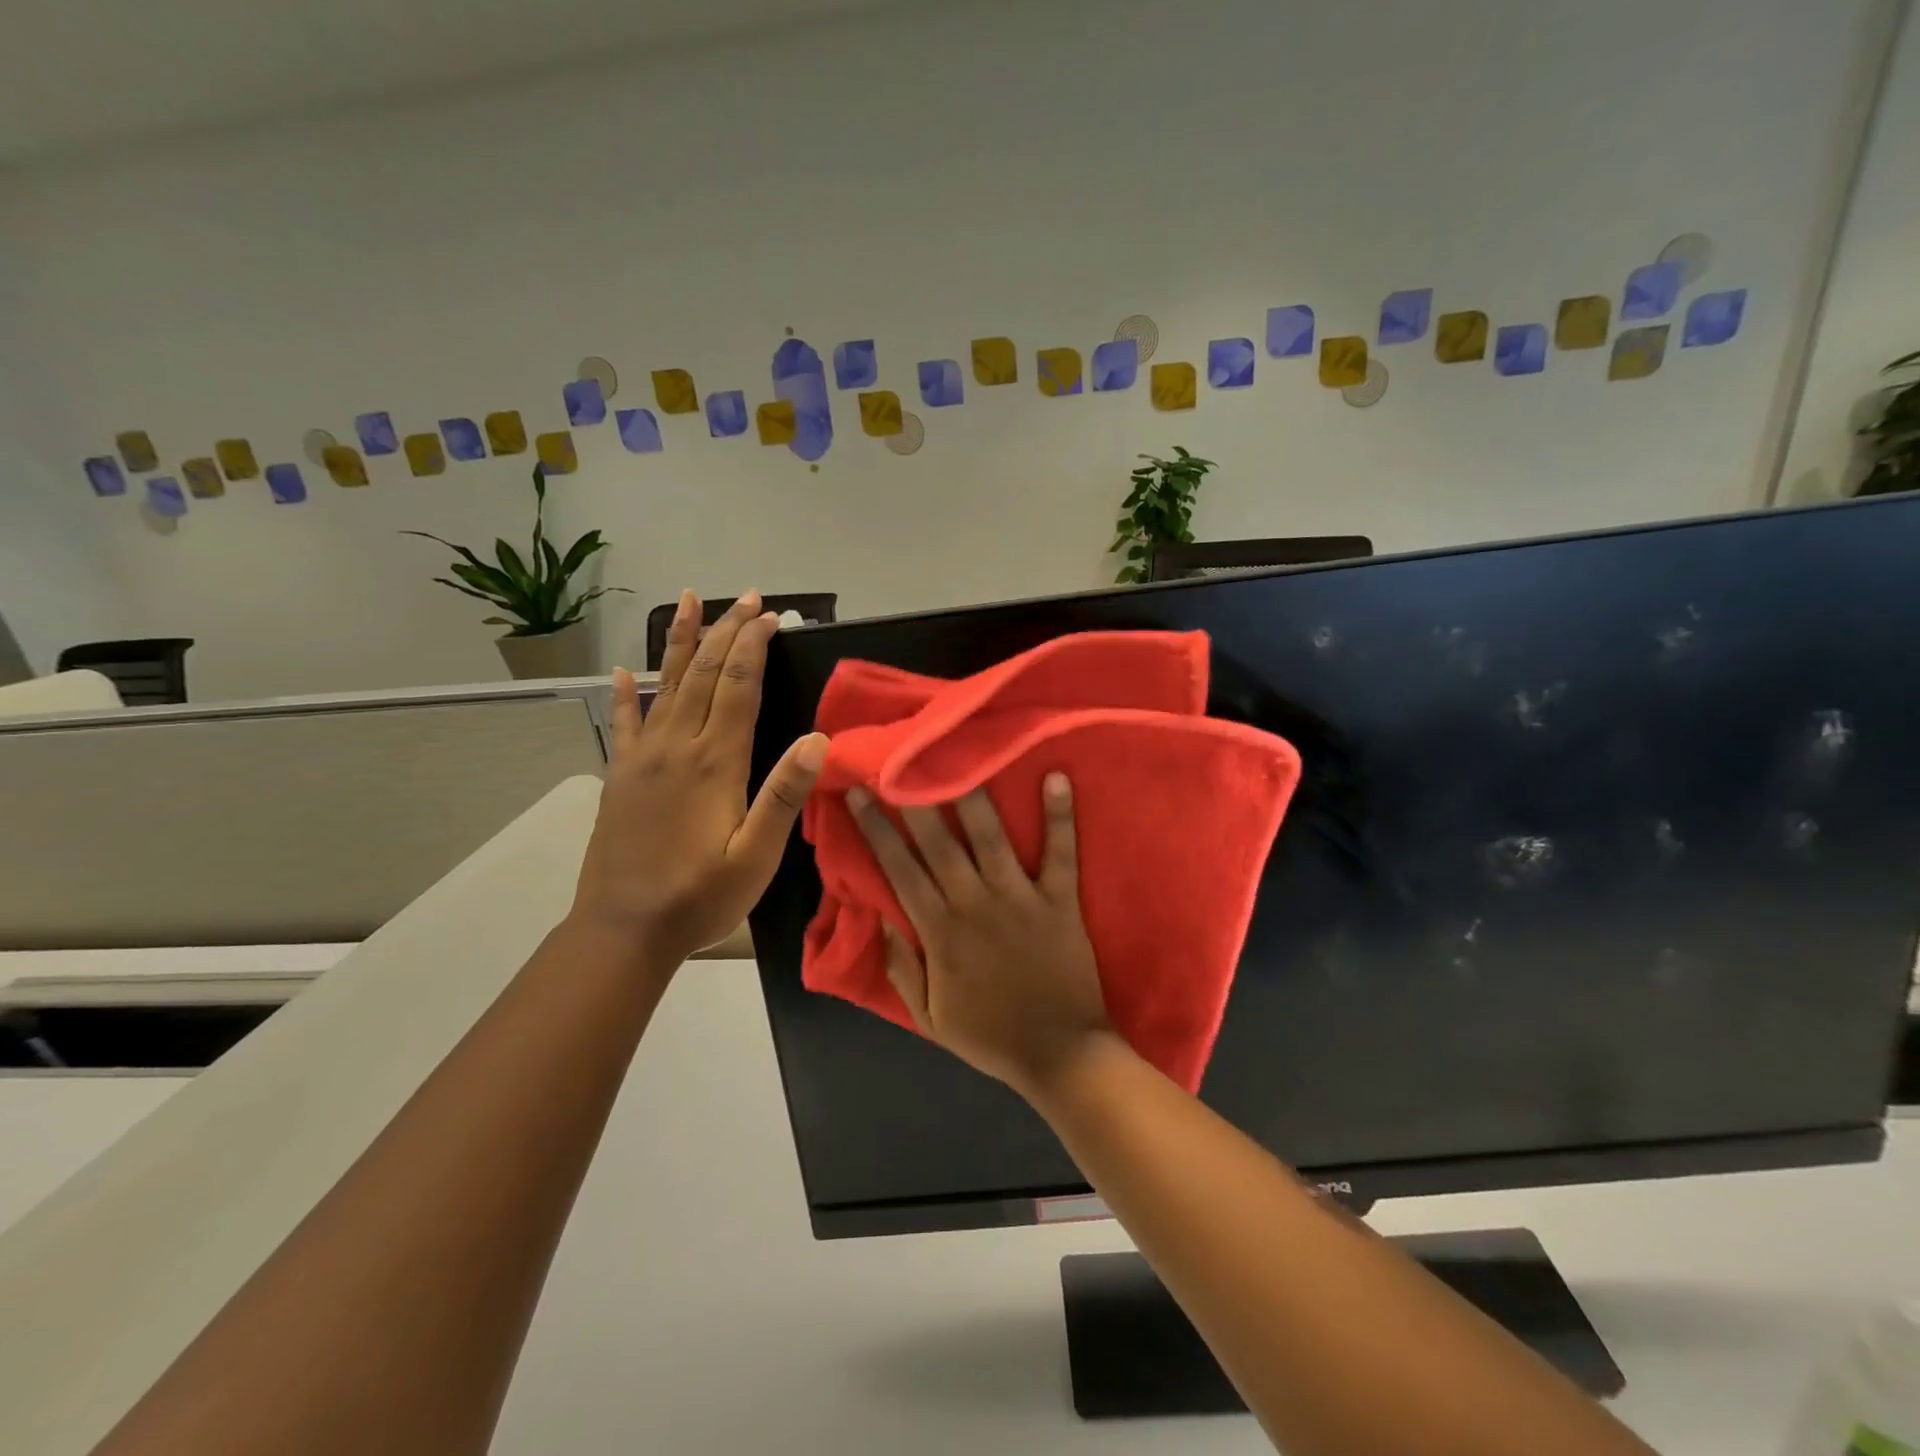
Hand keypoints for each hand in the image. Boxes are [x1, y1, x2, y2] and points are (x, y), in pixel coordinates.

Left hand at [571, 590, 827, 968]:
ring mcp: (642, 759)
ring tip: (687, 601)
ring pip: (665, 685)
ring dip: (680, 641)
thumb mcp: (756, 856)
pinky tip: (622, 673)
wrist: (624, 930)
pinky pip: (624, 723)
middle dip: (726, 631)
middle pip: (703, 674)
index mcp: (714, 762)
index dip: (753, 646)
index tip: (770, 616)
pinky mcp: (620, 777)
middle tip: (746, 598)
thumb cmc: (700, 896)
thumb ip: (784, 795)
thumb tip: (817, 740)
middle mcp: (676, 748)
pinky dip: (626, 694)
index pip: (738, 687)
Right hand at [847, 775, 1116, 1097]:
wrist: (1061, 1055)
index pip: (899, 871)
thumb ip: (902, 968)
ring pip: (991, 838)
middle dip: (913, 800)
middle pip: (938, 844)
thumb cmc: (991, 1036)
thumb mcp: (930, 1017)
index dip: (876, 830)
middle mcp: (974, 904)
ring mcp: (1020, 898)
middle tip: (897, 759)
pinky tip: (1056, 777)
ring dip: (974, 796)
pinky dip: (1060, 816)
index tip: (860, 794)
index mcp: (940, 932)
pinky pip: (1060, 853)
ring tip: (961, 755)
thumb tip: (881, 919)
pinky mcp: (1059, 901)